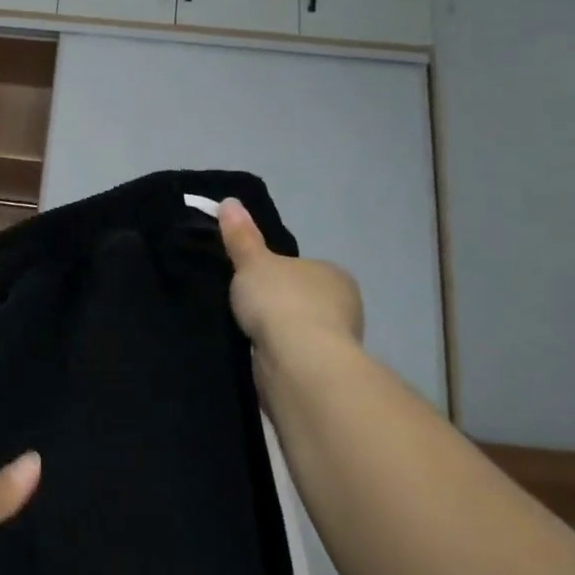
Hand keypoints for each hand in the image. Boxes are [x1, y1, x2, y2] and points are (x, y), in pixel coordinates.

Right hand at [218, 196, 363, 354]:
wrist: (298, 362)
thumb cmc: (281, 301)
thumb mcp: (252, 261)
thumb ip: (241, 236)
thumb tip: (230, 201)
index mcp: (334, 274)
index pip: (304, 268)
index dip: (278, 272)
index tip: (253, 279)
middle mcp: (344, 306)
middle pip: (304, 299)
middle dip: (279, 304)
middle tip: (245, 304)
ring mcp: (339, 342)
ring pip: (301, 329)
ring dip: (279, 332)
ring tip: (244, 330)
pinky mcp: (325, 373)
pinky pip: (295, 355)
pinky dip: (279, 354)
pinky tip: (257, 353)